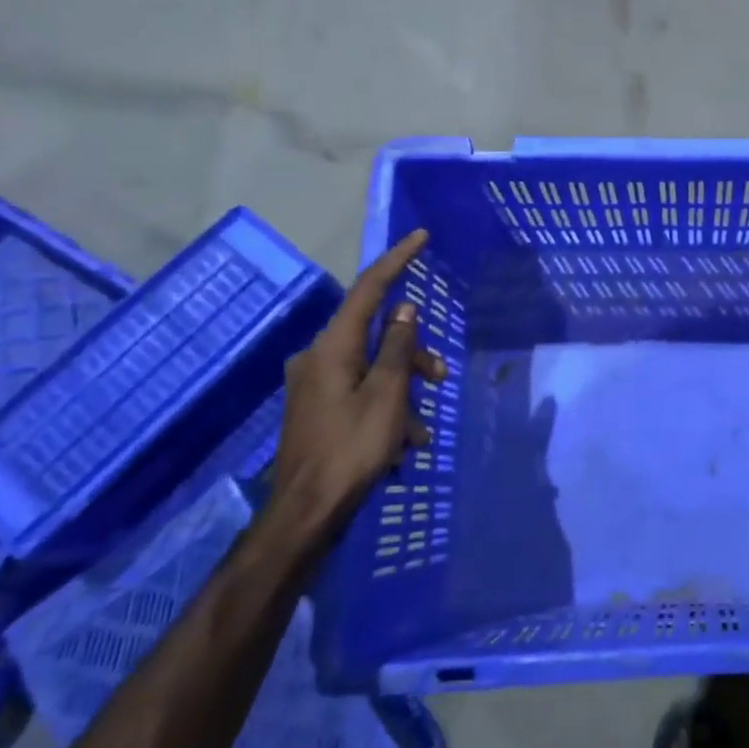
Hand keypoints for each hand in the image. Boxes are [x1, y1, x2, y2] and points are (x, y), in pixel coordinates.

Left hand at [266, 229, 446, 547]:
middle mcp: (318, 357)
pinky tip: (401, 443)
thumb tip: (404, 309)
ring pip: (374, 366)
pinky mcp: (318, 407)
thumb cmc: (352, 447)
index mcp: (332, 348)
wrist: (307, 510)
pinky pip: (363, 391)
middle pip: (377, 335)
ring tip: (419, 430)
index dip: (396, 261)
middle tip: (441, 379)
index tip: (420, 237)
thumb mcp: (387, 394)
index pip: (368, 290)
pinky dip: (388, 407)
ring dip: (405, 389)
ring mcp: (315, 384)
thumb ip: (397, 347)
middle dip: (414, 354)